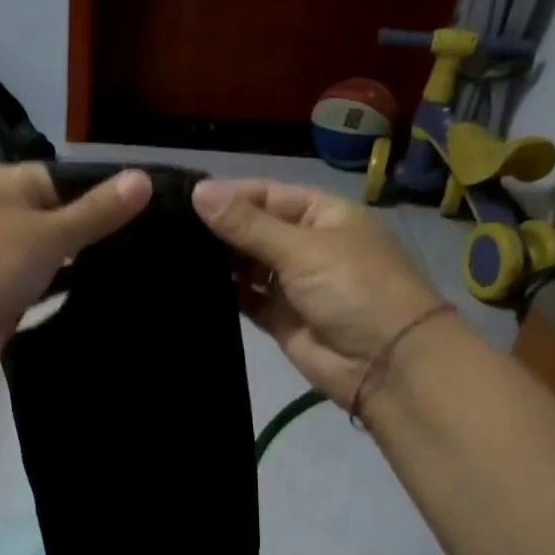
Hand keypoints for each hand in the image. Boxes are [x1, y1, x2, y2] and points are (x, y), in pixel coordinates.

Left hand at [0, 163, 151, 391]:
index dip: (102, 191)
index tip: (149, 209)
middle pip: (55, 216)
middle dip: (95, 230)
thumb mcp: (50, 233)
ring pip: (47, 255)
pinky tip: (100, 299)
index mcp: (2, 185)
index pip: (62, 177)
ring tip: (136, 271)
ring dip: (79, 264)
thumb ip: (97, 211)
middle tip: (151, 244)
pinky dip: (61, 291)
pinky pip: (38, 288)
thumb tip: (144, 178)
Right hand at [192, 178, 444, 402]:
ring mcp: (293, 283)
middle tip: (167, 226)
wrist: (387, 364)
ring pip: (247, 264)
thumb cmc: (353, 289)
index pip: (267, 194)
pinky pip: (246, 299)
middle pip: (254, 229)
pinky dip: (224, 292)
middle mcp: (306, 244)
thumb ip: (247, 224)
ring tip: (170, 253)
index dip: (228, 195)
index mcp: (322, 214)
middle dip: (218, 228)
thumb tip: (198, 191)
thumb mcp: (301, 248)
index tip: (182, 197)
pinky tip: (189, 284)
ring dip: (218, 260)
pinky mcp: (280, 318)